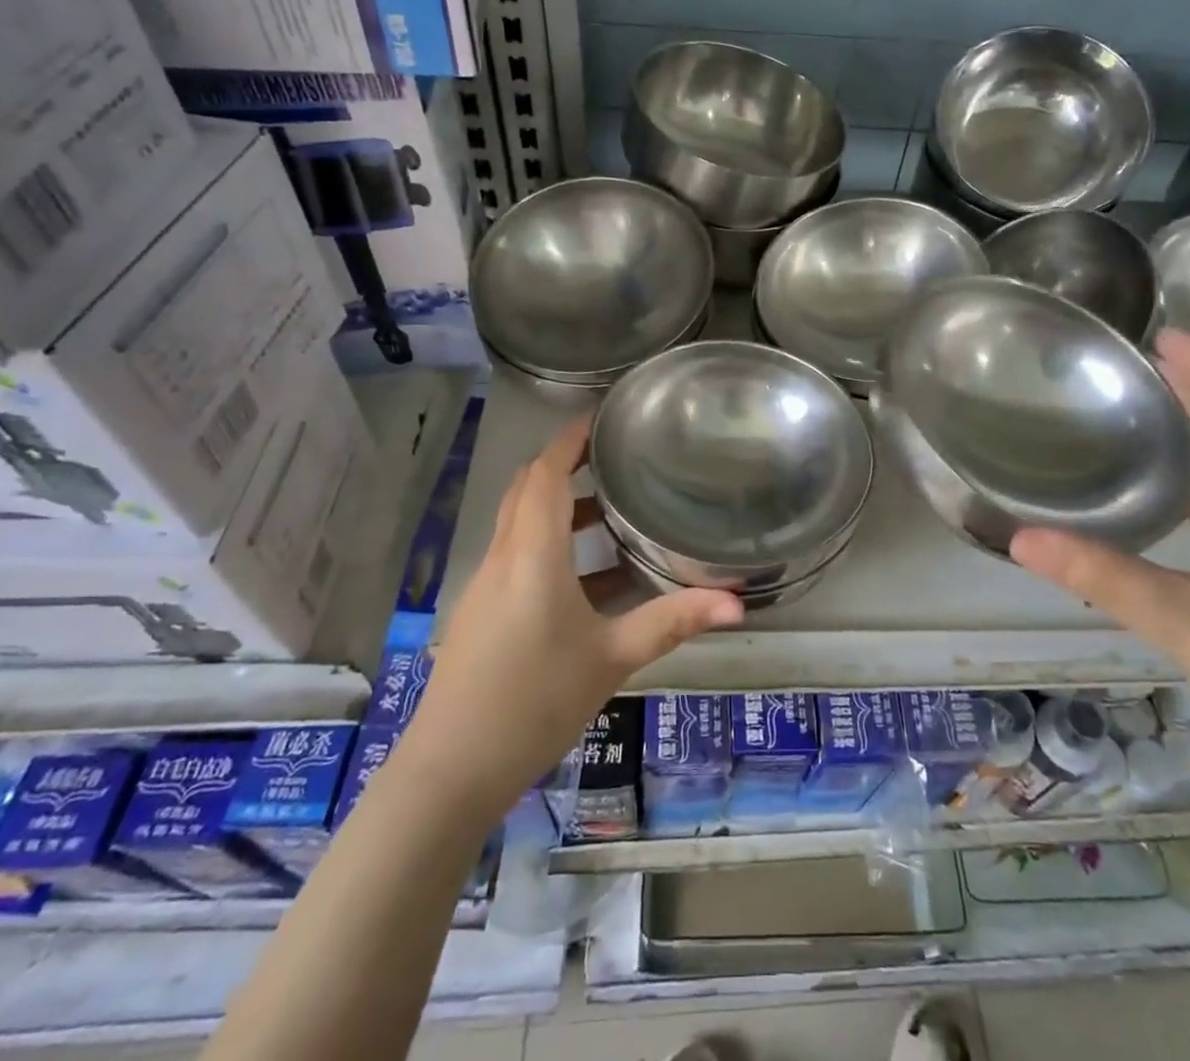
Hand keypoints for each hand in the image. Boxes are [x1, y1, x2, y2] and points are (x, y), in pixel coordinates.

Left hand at [407, 415, 742, 819]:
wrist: (451, 770)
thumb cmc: (534, 701)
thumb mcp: (612, 659)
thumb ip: (672, 622)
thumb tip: (737, 602)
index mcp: (532, 554)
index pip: (544, 474)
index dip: (569, 440)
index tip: (601, 418)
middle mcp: (503, 557)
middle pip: (527, 490)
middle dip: (563, 465)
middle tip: (611, 457)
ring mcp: (486, 586)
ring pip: (520, 523)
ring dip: (557, 507)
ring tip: (608, 511)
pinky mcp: (482, 613)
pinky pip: (517, 556)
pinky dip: (549, 545)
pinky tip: (590, 579)